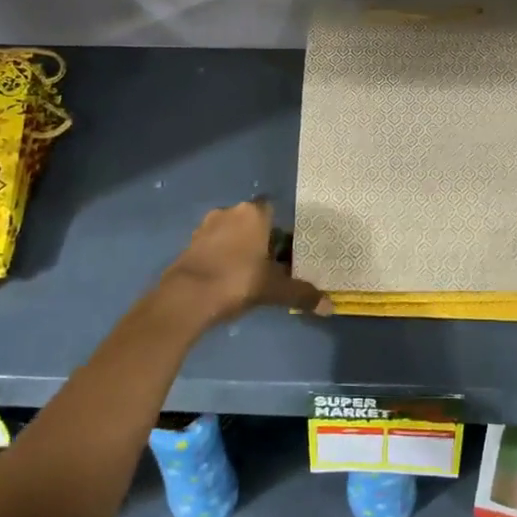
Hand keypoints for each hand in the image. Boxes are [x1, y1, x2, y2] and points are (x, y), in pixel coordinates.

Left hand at [162, 199, 330, 325]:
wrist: (186, 297)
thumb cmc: (237, 281)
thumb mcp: (273, 289)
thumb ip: (301, 294)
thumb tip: (330, 306)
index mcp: (254, 213)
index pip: (273, 209)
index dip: (281, 228)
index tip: (288, 249)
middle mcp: (230, 211)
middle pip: (253, 221)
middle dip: (262, 239)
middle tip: (273, 264)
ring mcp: (206, 226)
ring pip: (232, 232)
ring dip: (240, 247)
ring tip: (251, 273)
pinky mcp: (190, 243)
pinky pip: (214, 245)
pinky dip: (222, 256)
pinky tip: (228, 277)